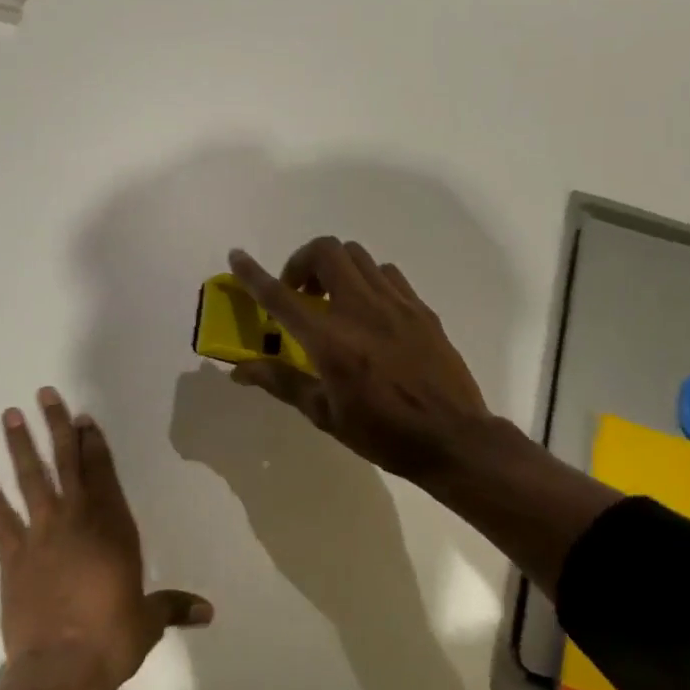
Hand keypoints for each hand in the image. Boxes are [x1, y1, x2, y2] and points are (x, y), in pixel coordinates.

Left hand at [0, 388, 212, 689]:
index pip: (103, 473)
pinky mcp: (12, 558)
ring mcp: (41, 536)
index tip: (82, 417)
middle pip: (67, 464)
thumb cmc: (112, 640)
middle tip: (44, 395)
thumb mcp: (148, 622)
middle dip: (56, 427)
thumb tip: (209, 612)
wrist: (62, 671)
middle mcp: (77, 521)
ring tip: (10, 416)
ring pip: (30, 480)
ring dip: (20, 447)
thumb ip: (174, 607)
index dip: (93, 443)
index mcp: (112, 528)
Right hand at [227, 239, 502, 482]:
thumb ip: (281, 382)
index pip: (281, 296)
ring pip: (357, 255)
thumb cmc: (382, 433)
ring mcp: (395, 304)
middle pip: (326, 251)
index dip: (253, 274)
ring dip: (335, 267)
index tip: (237, 255)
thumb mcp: (324, 414)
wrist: (452, 438)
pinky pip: (387, 273)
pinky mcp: (420, 308)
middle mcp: (360, 310)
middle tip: (299, 292)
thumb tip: (239, 370)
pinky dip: (367, 279)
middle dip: (302, 261)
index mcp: (330, 341)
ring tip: (332, 299)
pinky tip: (368, 310)